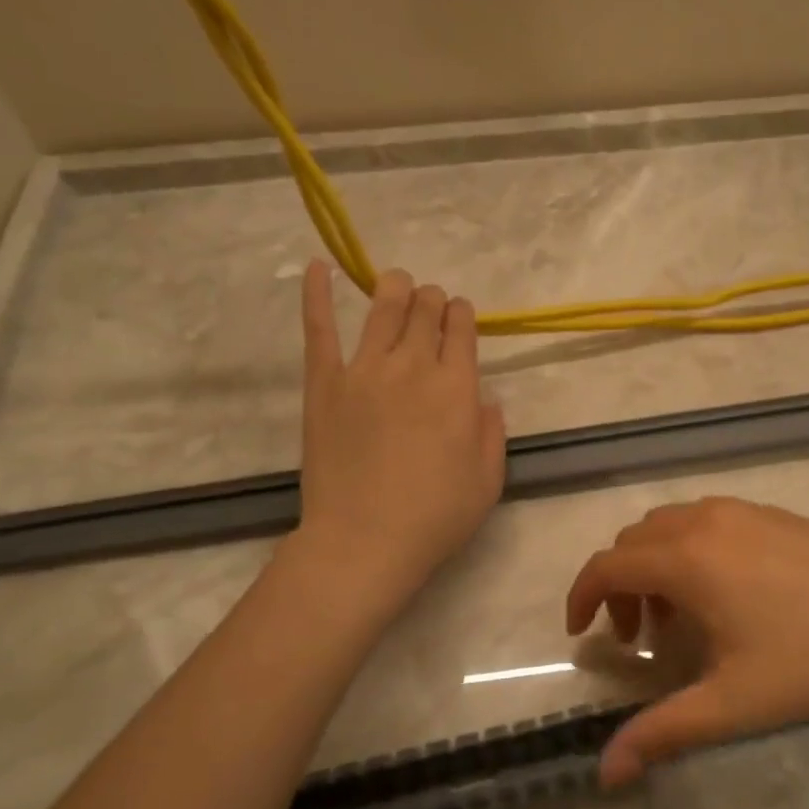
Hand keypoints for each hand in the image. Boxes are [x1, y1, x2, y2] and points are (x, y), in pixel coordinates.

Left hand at [295, 261, 505, 593]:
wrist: (364, 541)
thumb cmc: (435, 517)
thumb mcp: (489, 480)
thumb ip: (493, 432)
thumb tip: (484, 398)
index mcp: (458, 387)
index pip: (462, 328)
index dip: (463, 316)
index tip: (460, 319)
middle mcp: (414, 366)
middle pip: (425, 310)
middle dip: (433, 301)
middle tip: (431, 307)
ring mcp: (364, 370)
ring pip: (382, 308)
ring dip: (394, 289)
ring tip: (397, 283)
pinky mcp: (324, 383)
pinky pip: (319, 329)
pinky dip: (316, 294)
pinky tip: (316, 266)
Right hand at [566, 497, 808, 786]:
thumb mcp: (733, 703)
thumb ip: (663, 733)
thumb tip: (605, 774)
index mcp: (685, 560)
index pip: (606, 566)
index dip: (582, 597)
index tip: (582, 634)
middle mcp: (703, 522)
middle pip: (632, 542)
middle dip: (620, 587)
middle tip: (640, 638)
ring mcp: (739, 510)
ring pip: (667, 525)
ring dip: (654, 565)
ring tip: (680, 616)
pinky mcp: (768, 511)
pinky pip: (703, 519)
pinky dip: (687, 548)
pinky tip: (723, 590)